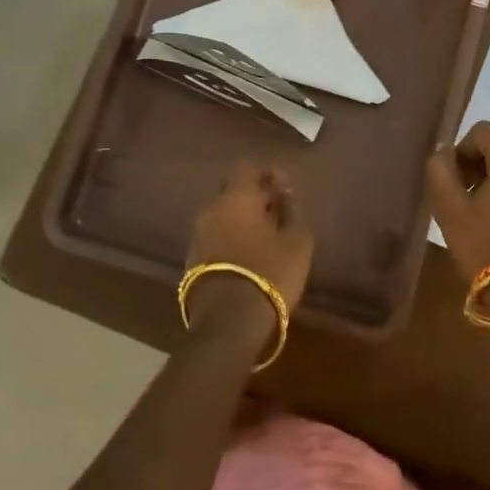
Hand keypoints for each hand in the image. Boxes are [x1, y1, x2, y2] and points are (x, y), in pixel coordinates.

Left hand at [185, 162, 313, 329]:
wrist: (229, 322)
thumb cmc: (270, 272)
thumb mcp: (298, 241)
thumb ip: (293, 211)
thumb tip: (286, 194)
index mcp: (236, 197)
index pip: (246, 168)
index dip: (266, 174)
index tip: (284, 189)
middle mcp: (211, 210)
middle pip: (231, 192)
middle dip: (253, 198)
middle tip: (276, 215)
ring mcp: (197, 236)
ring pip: (221, 217)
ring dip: (240, 221)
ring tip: (264, 240)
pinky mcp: (191, 261)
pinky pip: (214, 239)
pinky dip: (229, 241)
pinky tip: (247, 259)